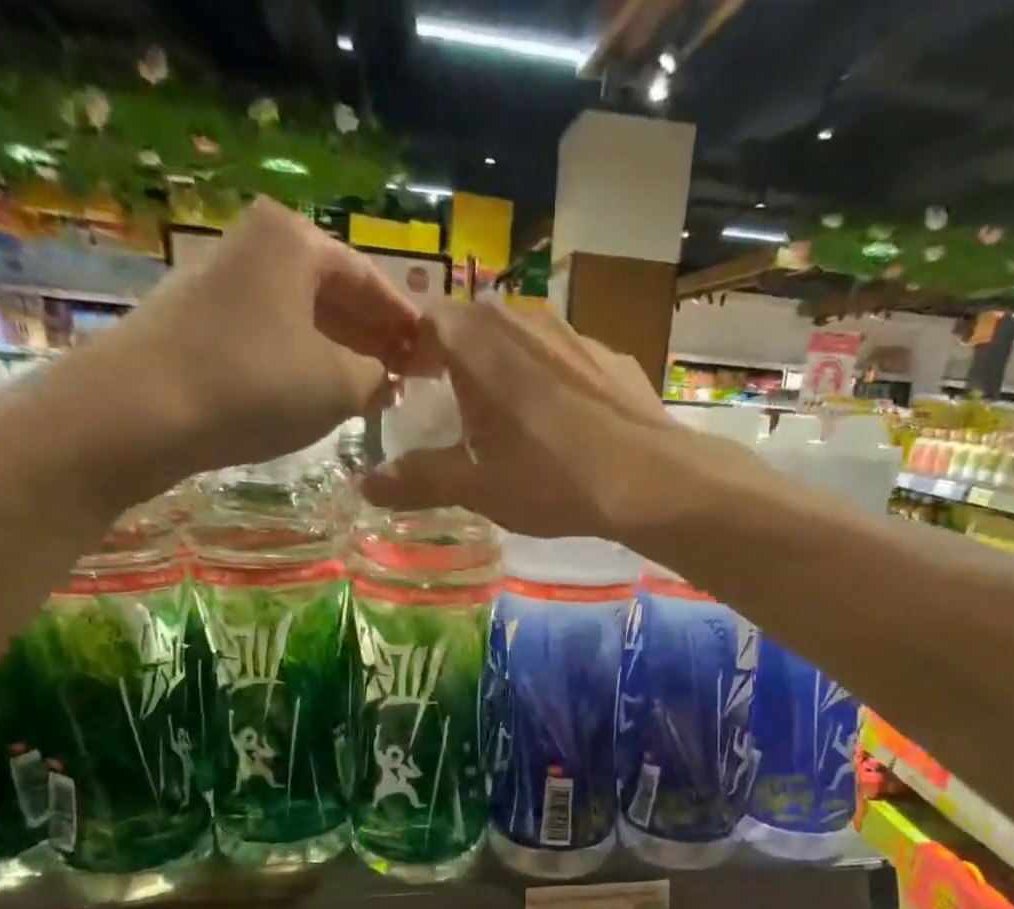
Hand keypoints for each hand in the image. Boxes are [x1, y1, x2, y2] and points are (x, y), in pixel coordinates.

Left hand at [0, 199, 418, 508]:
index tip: (434, 357)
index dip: (407, 323)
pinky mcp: (201, 323)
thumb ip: (378, 378)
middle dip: (375, 336)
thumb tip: (389, 380)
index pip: (371, 279)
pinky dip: (306, 363)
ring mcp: (223, 282)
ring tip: (375, 392)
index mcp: (294, 241)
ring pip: (303, 317)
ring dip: (343, 353)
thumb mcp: (338, 385)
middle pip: (335, 294)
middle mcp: (256, 246)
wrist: (139, 411)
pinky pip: (274, 337)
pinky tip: (323, 395)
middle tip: (410, 377)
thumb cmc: (254, 385)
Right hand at [359, 301, 685, 539]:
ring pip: (522, 343)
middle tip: (454, 414)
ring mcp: (574, 332)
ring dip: (506, 374)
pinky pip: (564, 362)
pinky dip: (551, 386)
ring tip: (510, 424)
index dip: (412, 354)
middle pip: (474, 329)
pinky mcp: (611, 357)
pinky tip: (564, 430)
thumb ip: (417, 479)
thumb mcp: (476, 486)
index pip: (425, 322)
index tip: (409, 391)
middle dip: (457, 364)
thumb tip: (364, 484)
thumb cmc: (549, 478)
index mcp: (477, 339)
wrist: (649, 480)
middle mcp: (523, 318)